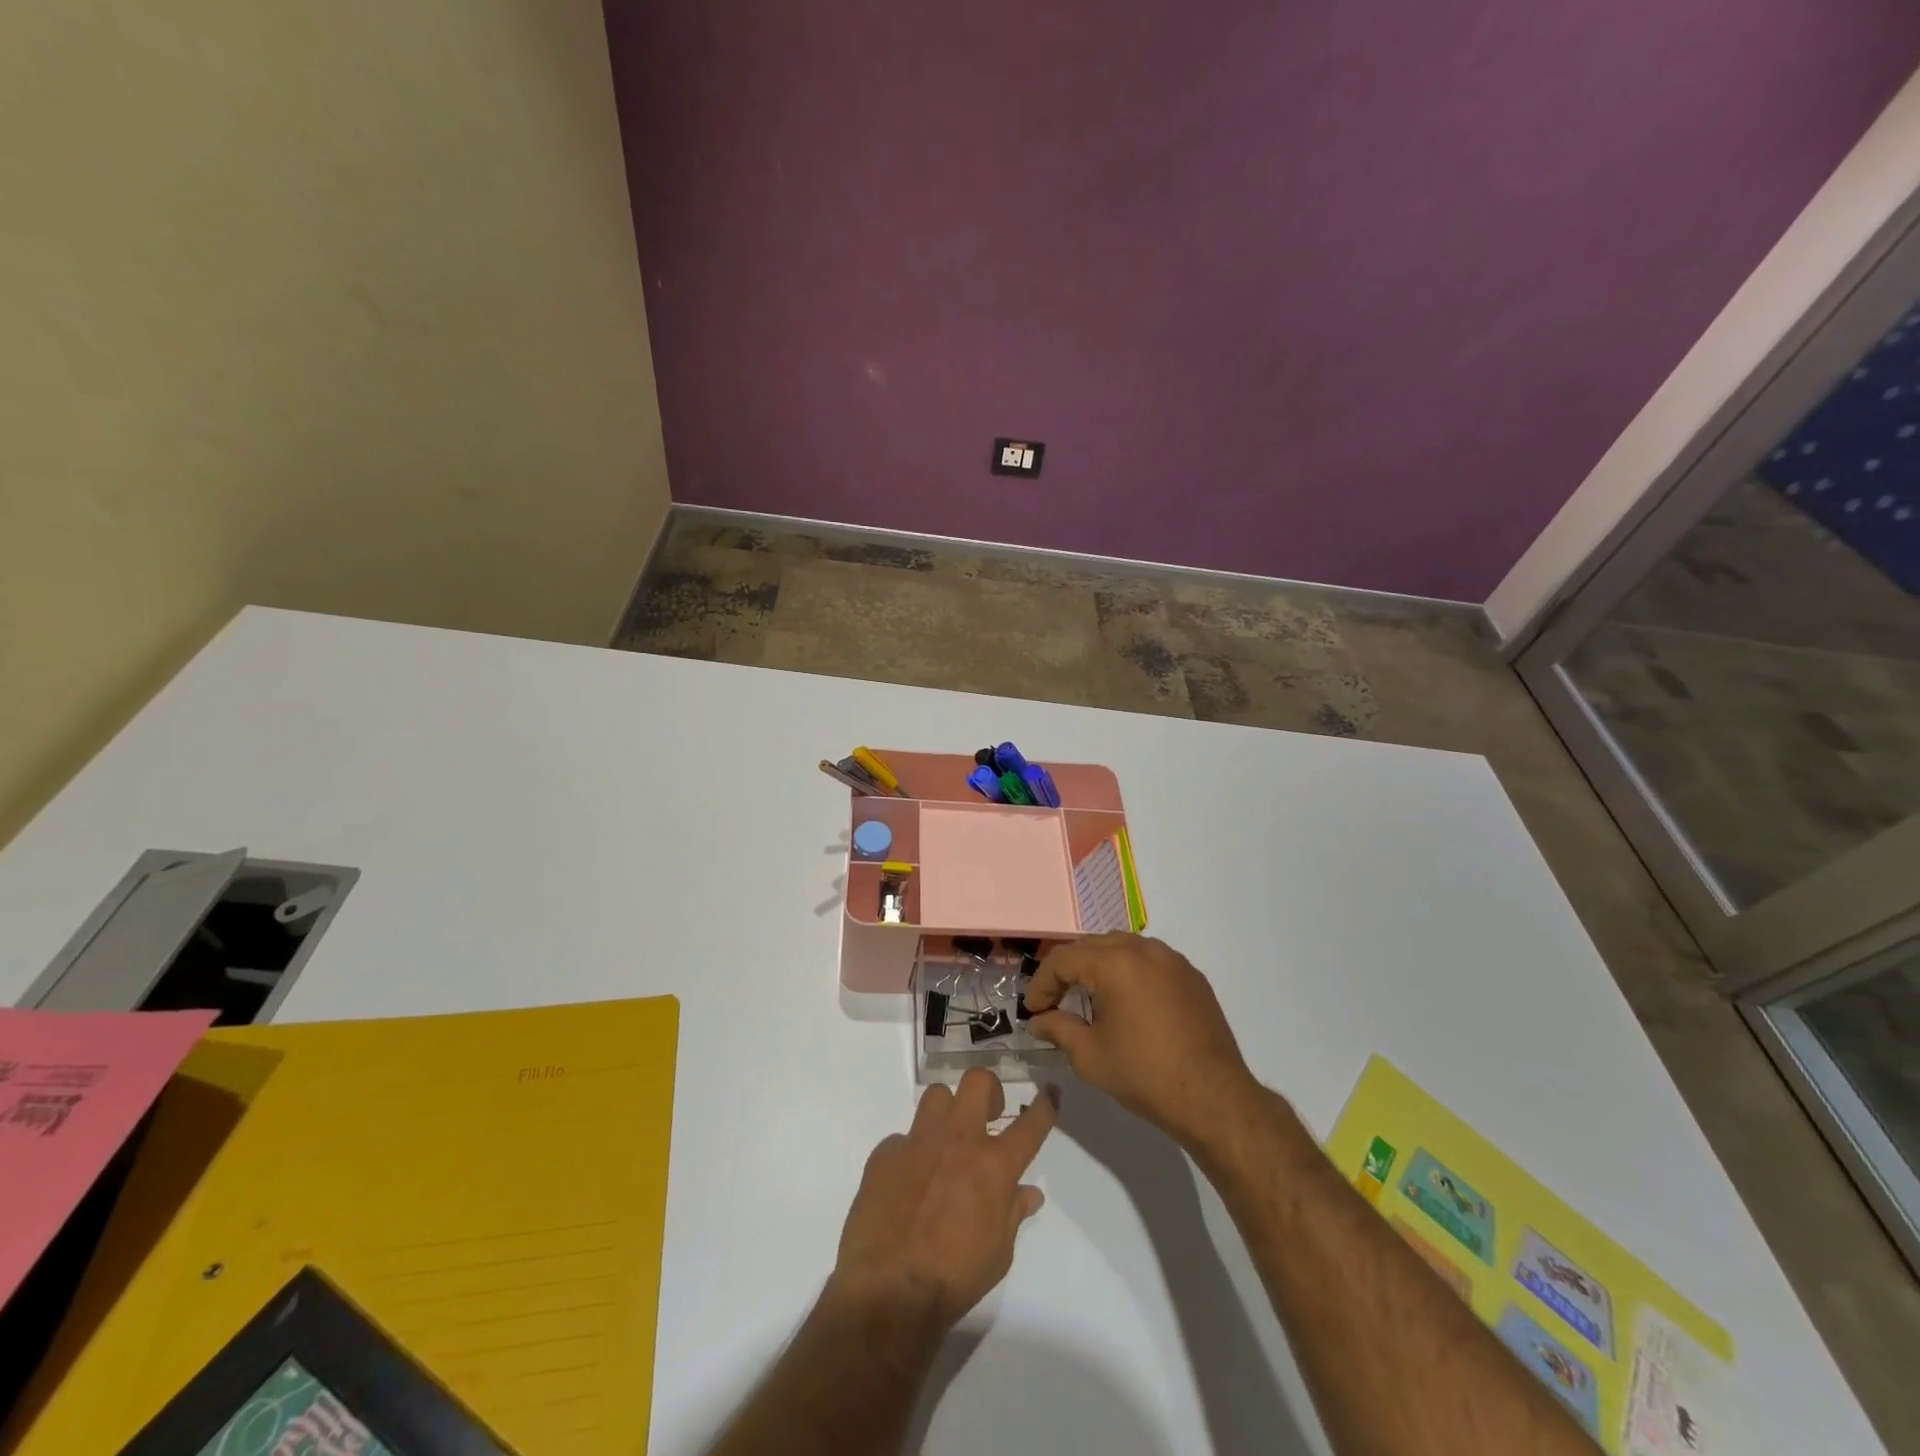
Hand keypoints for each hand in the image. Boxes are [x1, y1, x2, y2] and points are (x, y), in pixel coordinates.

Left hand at [831, 1070, 1057, 1331]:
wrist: (889, 1290)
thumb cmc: (954, 1279)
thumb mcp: (999, 1253)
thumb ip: (1013, 1213)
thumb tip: (1029, 1193)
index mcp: (993, 1166)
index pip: (1030, 1125)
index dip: (1044, 1105)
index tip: (1049, 1092)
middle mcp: (958, 1140)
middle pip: (977, 1081)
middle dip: (989, 1089)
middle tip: (989, 1114)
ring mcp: (918, 1141)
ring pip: (937, 1095)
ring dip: (947, 1111)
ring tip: (946, 1139)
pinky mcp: (885, 1153)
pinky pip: (903, 1138)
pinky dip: (911, 1152)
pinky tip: (909, 1180)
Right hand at [1024, 933, 1259, 1149]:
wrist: (1214, 1097)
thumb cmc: (1145, 1075)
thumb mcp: (1089, 1056)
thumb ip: (1058, 1029)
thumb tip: (1038, 1021)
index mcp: (1115, 963)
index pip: (1063, 959)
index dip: (1041, 983)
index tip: (1032, 1010)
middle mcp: (1143, 949)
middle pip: (1091, 946)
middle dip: (1067, 971)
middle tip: (1053, 1001)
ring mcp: (1172, 959)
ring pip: (1121, 947)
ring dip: (1097, 966)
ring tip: (1087, 997)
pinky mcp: (1191, 975)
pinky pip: (1148, 960)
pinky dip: (1128, 971)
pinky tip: (1125, 1001)